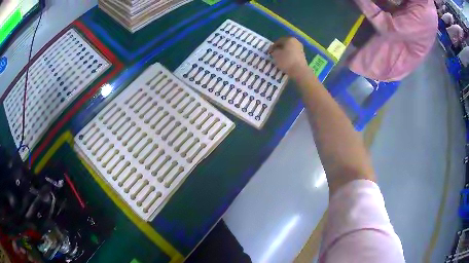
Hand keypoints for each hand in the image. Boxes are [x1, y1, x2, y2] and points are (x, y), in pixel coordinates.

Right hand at [269, 36, 309, 79]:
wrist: (299, 71)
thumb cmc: (286, 60)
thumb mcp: (275, 54)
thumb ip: (274, 51)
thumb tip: (275, 51)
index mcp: (289, 39)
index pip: (278, 41)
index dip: (273, 46)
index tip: (269, 52)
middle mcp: (296, 42)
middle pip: (285, 45)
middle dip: (280, 49)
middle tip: (274, 55)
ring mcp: (301, 49)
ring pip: (290, 50)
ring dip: (285, 53)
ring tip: (280, 59)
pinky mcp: (303, 56)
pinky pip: (293, 55)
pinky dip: (289, 57)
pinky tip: (286, 62)